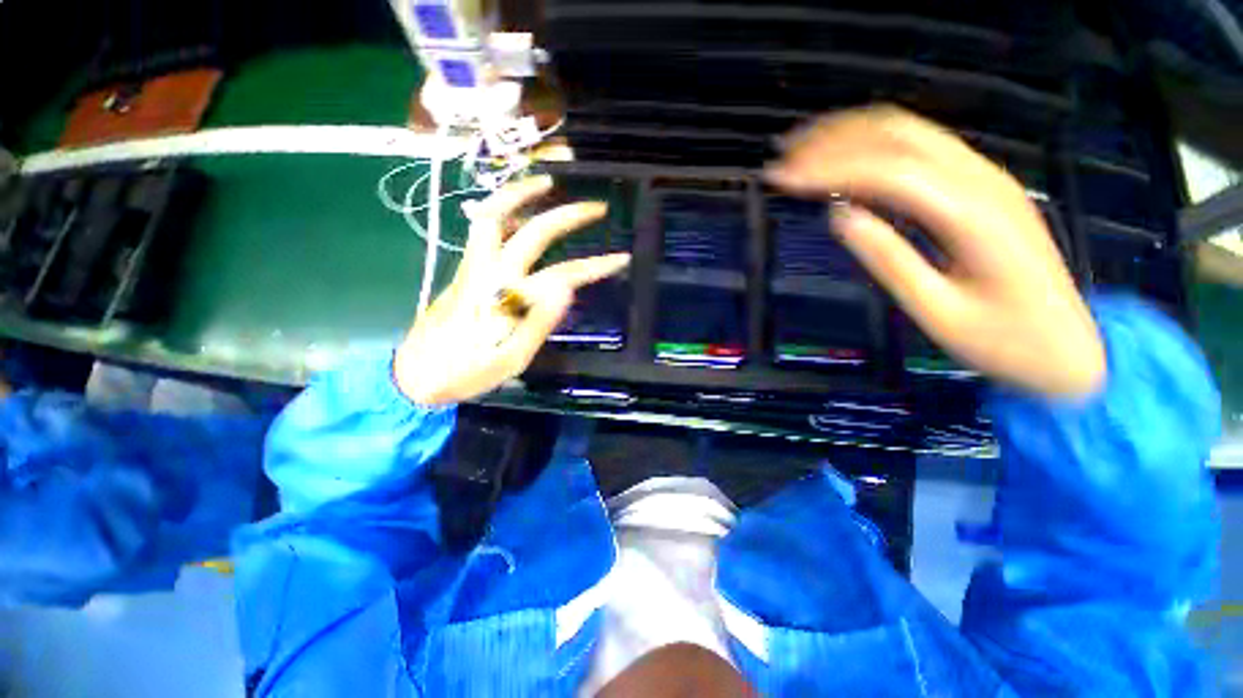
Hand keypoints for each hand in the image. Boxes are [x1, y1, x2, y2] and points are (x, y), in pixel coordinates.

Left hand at [394, 176, 629, 405]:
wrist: (415, 376)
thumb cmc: (466, 372)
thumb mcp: (510, 358)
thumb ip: (538, 321)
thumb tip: (567, 286)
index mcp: (505, 297)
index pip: (560, 273)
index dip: (593, 265)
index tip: (620, 259)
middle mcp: (488, 272)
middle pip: (529, 231)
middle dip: (566, 215)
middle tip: (596, 207)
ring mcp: (473, 268)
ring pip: (493, 217)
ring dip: (521, 195)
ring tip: (549, 184)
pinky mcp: (466, 272)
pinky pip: (485, 230)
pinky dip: (505, 212)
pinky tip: (520, 214)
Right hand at [766, 106, 1104, 398]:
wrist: (1067, 346)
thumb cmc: (1002, 340)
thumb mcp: (938, 311)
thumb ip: (889, 259)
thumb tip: (840, 216)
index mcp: (972, 215)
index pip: (887, 171)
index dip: (828, 170)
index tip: (780, 180)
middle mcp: (981, 179)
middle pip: (897, 134)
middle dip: (833, 139)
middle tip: (784, 158)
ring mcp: (984, 176)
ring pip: (908, 132)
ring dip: (851, 134)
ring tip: (803, 150)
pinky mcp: (980, 185)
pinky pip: (920, 148)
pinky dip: (875, 146)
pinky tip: (847, 162)